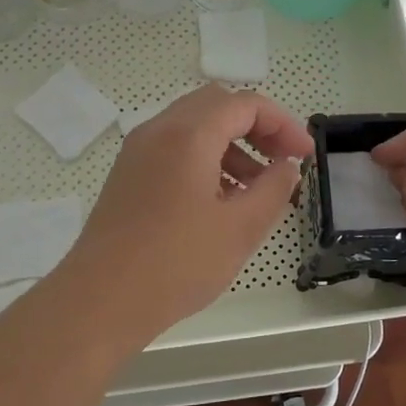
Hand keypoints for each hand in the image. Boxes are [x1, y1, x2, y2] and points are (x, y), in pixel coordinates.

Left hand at [55, 85, 311, 337]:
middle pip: (217, 105)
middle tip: (282, 161)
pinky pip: (174, 148)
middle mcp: (159, 130)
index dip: (283, 124)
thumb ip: (273, 189)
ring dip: (231, 144)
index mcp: (189, 135)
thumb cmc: (176, 264)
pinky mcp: (128, 175)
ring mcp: (138, 152)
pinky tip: (219, 201)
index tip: (305, 155)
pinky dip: (205, 158)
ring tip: (256, 188)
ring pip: (194, 126)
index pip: (245, 105)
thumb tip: (287, 167)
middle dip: (256, 127)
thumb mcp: (240, 228)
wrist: (99, 300)